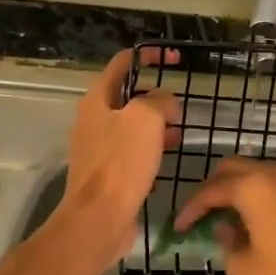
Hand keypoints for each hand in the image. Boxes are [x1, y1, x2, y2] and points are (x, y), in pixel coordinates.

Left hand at [61, 49, 180, 266]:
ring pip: (132, 124)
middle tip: (180, 105)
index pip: (122, 63)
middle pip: (128, 94)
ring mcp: (99, 146)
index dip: (148, 56)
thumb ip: (159, 100)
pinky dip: (152, 146)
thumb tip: (165, 102)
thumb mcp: (146, 118)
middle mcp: (94, 119)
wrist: (99, 218)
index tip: (174, 59)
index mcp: (98, 99)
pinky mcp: (109, 171)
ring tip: (181, 130)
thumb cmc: (121, 163)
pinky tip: (169, 156)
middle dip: (156, 95)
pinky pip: (132, 149)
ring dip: (157, 122)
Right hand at [174, 158, 275, 274]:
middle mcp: (275, 176)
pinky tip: (247, 224)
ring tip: (219, 221)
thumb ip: (226, 242)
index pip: (212, 189)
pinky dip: (255, 198)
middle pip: (233, 170)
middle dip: (212, 190)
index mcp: (255, 187)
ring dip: (235, 191)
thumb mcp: (243, 269)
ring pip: (255, 175)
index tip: (177, 228)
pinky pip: (272, 187)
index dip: (191, 208)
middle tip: (198, 217)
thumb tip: (225, 229)